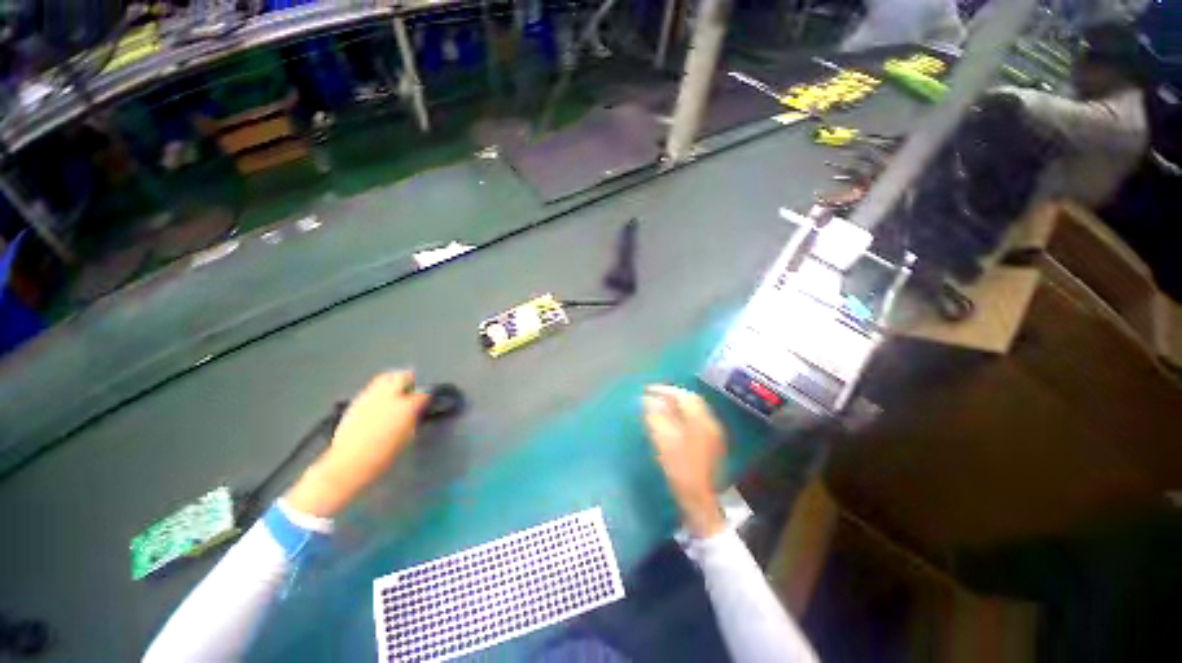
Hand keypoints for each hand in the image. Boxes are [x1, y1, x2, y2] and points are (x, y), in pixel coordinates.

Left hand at [285, 372, 429, 516]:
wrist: (348, 464)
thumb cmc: (384, 456)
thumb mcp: (407, 437)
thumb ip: (413, 419)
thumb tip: (417, 411)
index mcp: (406, 407)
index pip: (424, 394)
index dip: (427, 396)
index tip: (428, 400)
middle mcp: (389, 396)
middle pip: (402, 376)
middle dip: (409, 379)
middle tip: (412, 387)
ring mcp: (371, 397)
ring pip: (385, 378)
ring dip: (393, 381)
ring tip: (395, 391)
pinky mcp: (356, 401)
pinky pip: (372, 388)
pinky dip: (379, 390)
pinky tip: (379, 401)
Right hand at [642, 385, 726, 537]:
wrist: (699, 500)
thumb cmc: (680, 469)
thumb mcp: (665, 440)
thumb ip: (657, 416)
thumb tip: (648, 399)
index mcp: (701, 420)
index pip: (683, 395)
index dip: (665, 390)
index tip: (647, 390)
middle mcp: (710, 423)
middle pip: (691, 400)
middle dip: (672, 395)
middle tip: (653, 395)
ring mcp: (712, 434)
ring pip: (694, 410)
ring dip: (677, 404)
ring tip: (660, 404)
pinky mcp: (710, 444)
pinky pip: (695, 420)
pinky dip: (682, 414)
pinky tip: (672, 420)